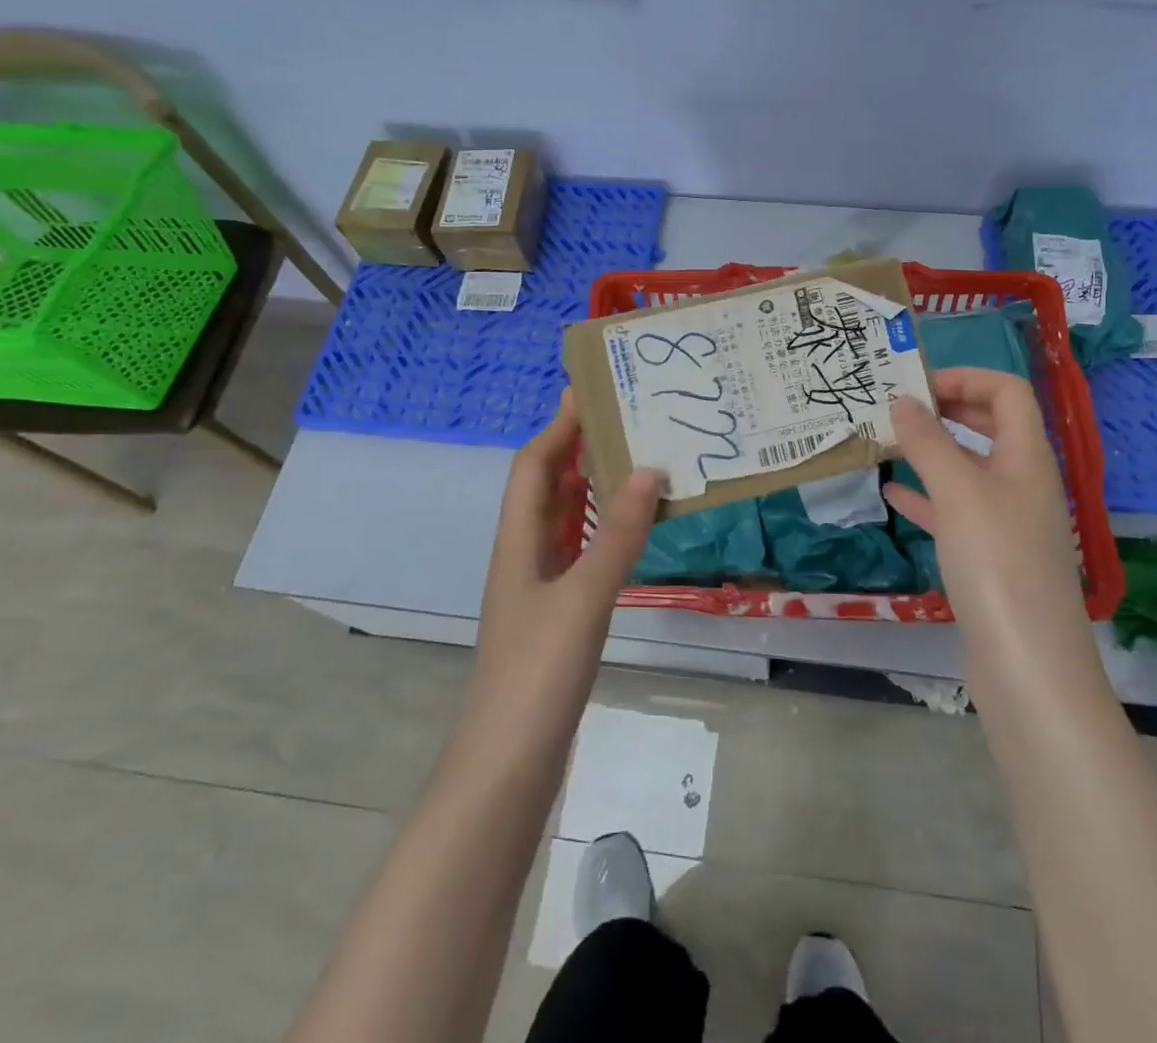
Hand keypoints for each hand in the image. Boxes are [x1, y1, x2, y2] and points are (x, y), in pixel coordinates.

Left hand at [469, 390, 662, 739]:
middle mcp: (525, 555)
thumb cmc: (538, 674)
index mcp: (519, 542)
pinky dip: (603, 529)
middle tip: (626, 419)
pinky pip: (581, 552)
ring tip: (637, 460)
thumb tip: (648, 469)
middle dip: (578, 448)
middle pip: (547, 486)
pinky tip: (633, 530)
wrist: (508, 765)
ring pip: (565, 519)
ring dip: (593, 487)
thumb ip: (617, 534)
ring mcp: (540, 587)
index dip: (559, 427)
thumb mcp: (584, 598)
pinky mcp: (557, 615)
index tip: (591, 391)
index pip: (534, 465)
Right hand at [884, 368, 1103, 698]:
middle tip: (898, 407)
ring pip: (970, 469)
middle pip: (990, 425)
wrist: (1027, 666)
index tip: (915, 385)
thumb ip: (928, 442)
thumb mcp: (959, 492)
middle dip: (947, 409)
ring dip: (933, 451)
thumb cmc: (997, 564)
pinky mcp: (990, 557)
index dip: (965, 377)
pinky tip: (894, 496)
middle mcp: (1024, 482)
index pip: (1007, 391)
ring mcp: (1009, 521)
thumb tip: (901, 399)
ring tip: (888, 443)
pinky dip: (927, 497)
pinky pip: (956, 511)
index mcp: (1028, 456)